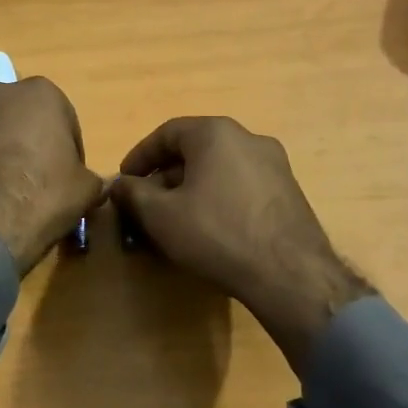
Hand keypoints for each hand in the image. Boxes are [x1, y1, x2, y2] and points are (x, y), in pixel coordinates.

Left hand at [0, 77, 106, 275]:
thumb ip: (90, 178)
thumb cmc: (42, 195)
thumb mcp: (86, 189)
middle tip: (39, 180)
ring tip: (8, 191)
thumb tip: (92, 185)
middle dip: (31, 142)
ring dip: (2, 151)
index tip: (68, 177)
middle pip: (23, 118)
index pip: (64, 120)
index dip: (69, 150)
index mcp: (40, 92)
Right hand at [111, 117, 371, 374]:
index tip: (124, 180)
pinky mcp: (289, 193)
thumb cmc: (216, 233)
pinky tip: (209, 229)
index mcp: (216, 133)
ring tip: (174, 219)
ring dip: (191, 189)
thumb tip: (118, 185)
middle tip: (146, 203)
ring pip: (219, 169)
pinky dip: (218, 199)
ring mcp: (275, 165)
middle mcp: (249, 139)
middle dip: (165, 176)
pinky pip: (241, 186)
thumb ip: (132, 194)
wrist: (290, 274)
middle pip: (194, 150)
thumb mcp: (160, 215)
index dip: (139, 156)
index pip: (166, 133)